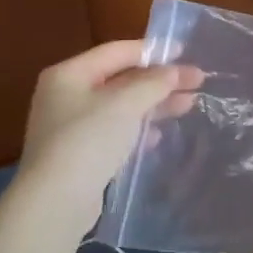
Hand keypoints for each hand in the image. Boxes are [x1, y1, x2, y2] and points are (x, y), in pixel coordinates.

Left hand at [13, 41, 202, 222]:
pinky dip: (139, 129)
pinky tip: (159, 135)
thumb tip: (175, 70)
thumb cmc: (88, 141)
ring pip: (122, 106)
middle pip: (122, 79)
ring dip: (155, 104)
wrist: (55, 202)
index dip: (153, 50)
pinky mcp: (80, 153)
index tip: (186, 52)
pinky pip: (116, 131)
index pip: (117, 51)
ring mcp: (72, 126)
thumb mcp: (126, 104)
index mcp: (70, 74)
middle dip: (160, 80)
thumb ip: (154, 82)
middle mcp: (67, 95)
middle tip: (197, 82)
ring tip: (189, 105)